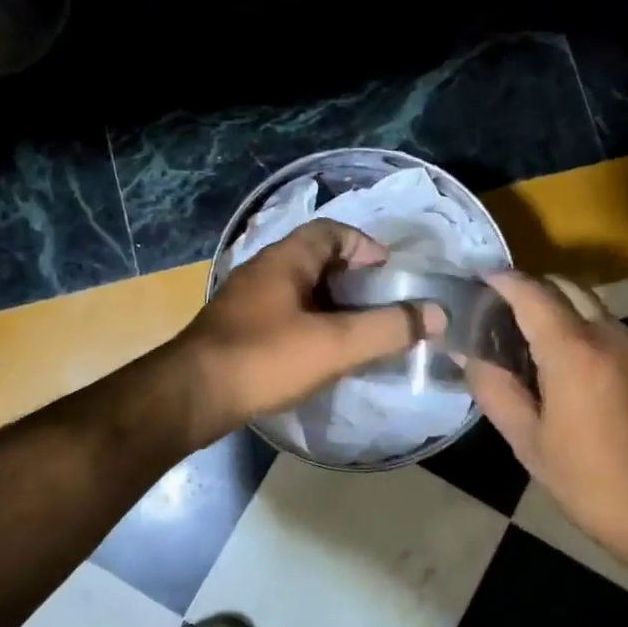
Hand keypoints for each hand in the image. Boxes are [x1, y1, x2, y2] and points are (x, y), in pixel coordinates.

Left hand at [181, 220, 442, 428]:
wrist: (190, 396)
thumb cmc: (265, 358)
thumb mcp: (335, 344)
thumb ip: (388, 328)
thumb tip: (437, 314)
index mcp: (286, 258)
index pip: (332, 230)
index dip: (365, 244)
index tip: (390, 272)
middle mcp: (263, 269)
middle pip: (317, 258)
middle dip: (353, 277)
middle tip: (381, 304)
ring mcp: (246, 299)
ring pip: (300, 288)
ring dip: (331, 302)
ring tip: (358, 330)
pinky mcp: (237, 327)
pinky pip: (283, 312)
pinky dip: (310, 322)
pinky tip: (320, 351)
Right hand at [466, 272, 627, 571]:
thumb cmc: (591, 480)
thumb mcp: (528, 440)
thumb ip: (494, 388)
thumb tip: (465, 353)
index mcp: (574, 348)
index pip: (531, 292)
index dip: (499, 280)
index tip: (471, 281)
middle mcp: (606, 334)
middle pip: (562, 286)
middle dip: (526, 288)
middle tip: (491, 311)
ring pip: (585, 302)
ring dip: (551, 304)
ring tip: (516, 334)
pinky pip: (600, 324)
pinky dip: (572, 322)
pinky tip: (551, 357)